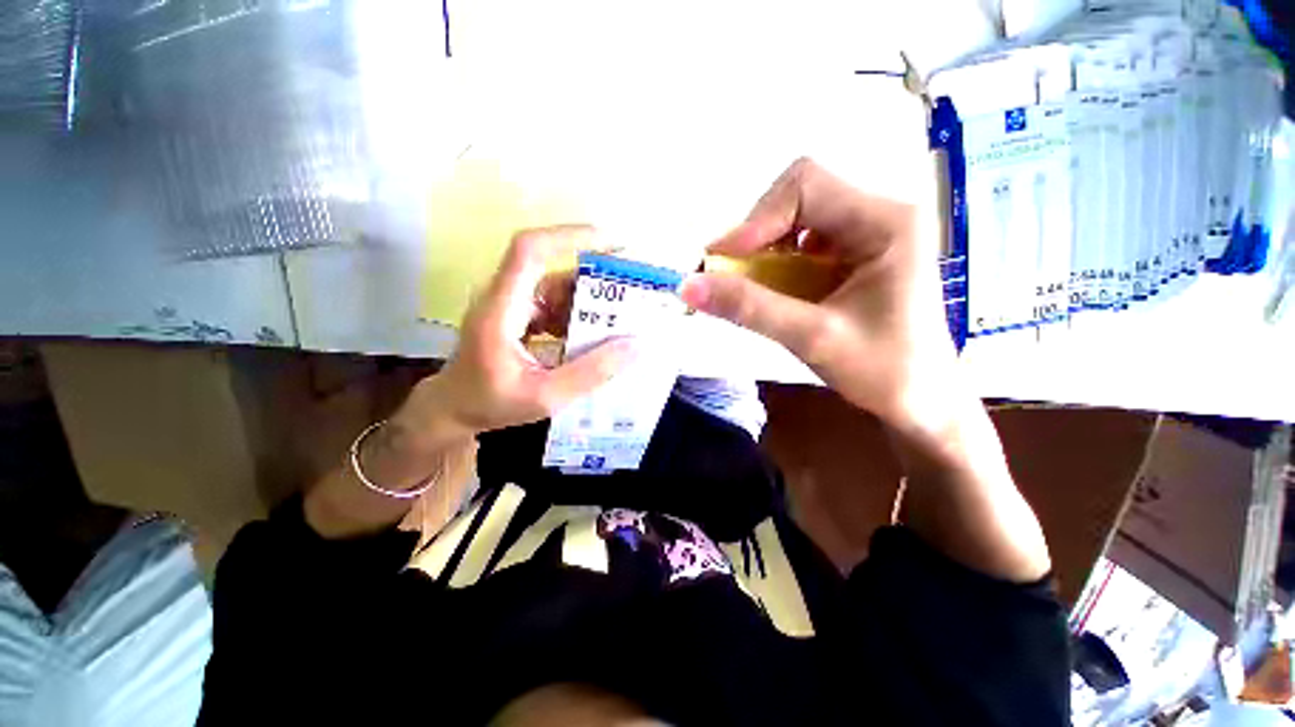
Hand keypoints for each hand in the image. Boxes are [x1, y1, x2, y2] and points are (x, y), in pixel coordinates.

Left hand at [399, 225, 637, 442]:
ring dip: (590, 302)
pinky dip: (579, 316)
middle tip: (633, 296)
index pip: (530, 250)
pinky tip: (597, 336)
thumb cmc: (489, 404)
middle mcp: (506, 297)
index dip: (570, 237)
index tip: (613, 244)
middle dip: (595, 280)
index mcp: (501, 309)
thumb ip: (590, 373)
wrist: (453, 410)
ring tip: (622, 320)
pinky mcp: (520, 316)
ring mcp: (513, 305)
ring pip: (558, 289)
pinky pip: (556, 306)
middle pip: (554, 270)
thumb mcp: (544, 397)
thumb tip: (635, 346)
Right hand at [680, 158, 956, 433]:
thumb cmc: (883, 372)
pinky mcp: (854, 253)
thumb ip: (749, 308)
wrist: (920, 402)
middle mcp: (880, 213)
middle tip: (731, 273)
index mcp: (887, 221)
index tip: (722, 262)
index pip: (806, 185)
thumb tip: (687, 286)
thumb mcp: (811, 338)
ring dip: (763, 247)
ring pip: (796, 217)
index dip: (756, 219)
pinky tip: (773, 288)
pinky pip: (801, 240)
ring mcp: (868, 232)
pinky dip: (775, 261)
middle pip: (799, 195)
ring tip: (749, 284)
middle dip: (757, 233)